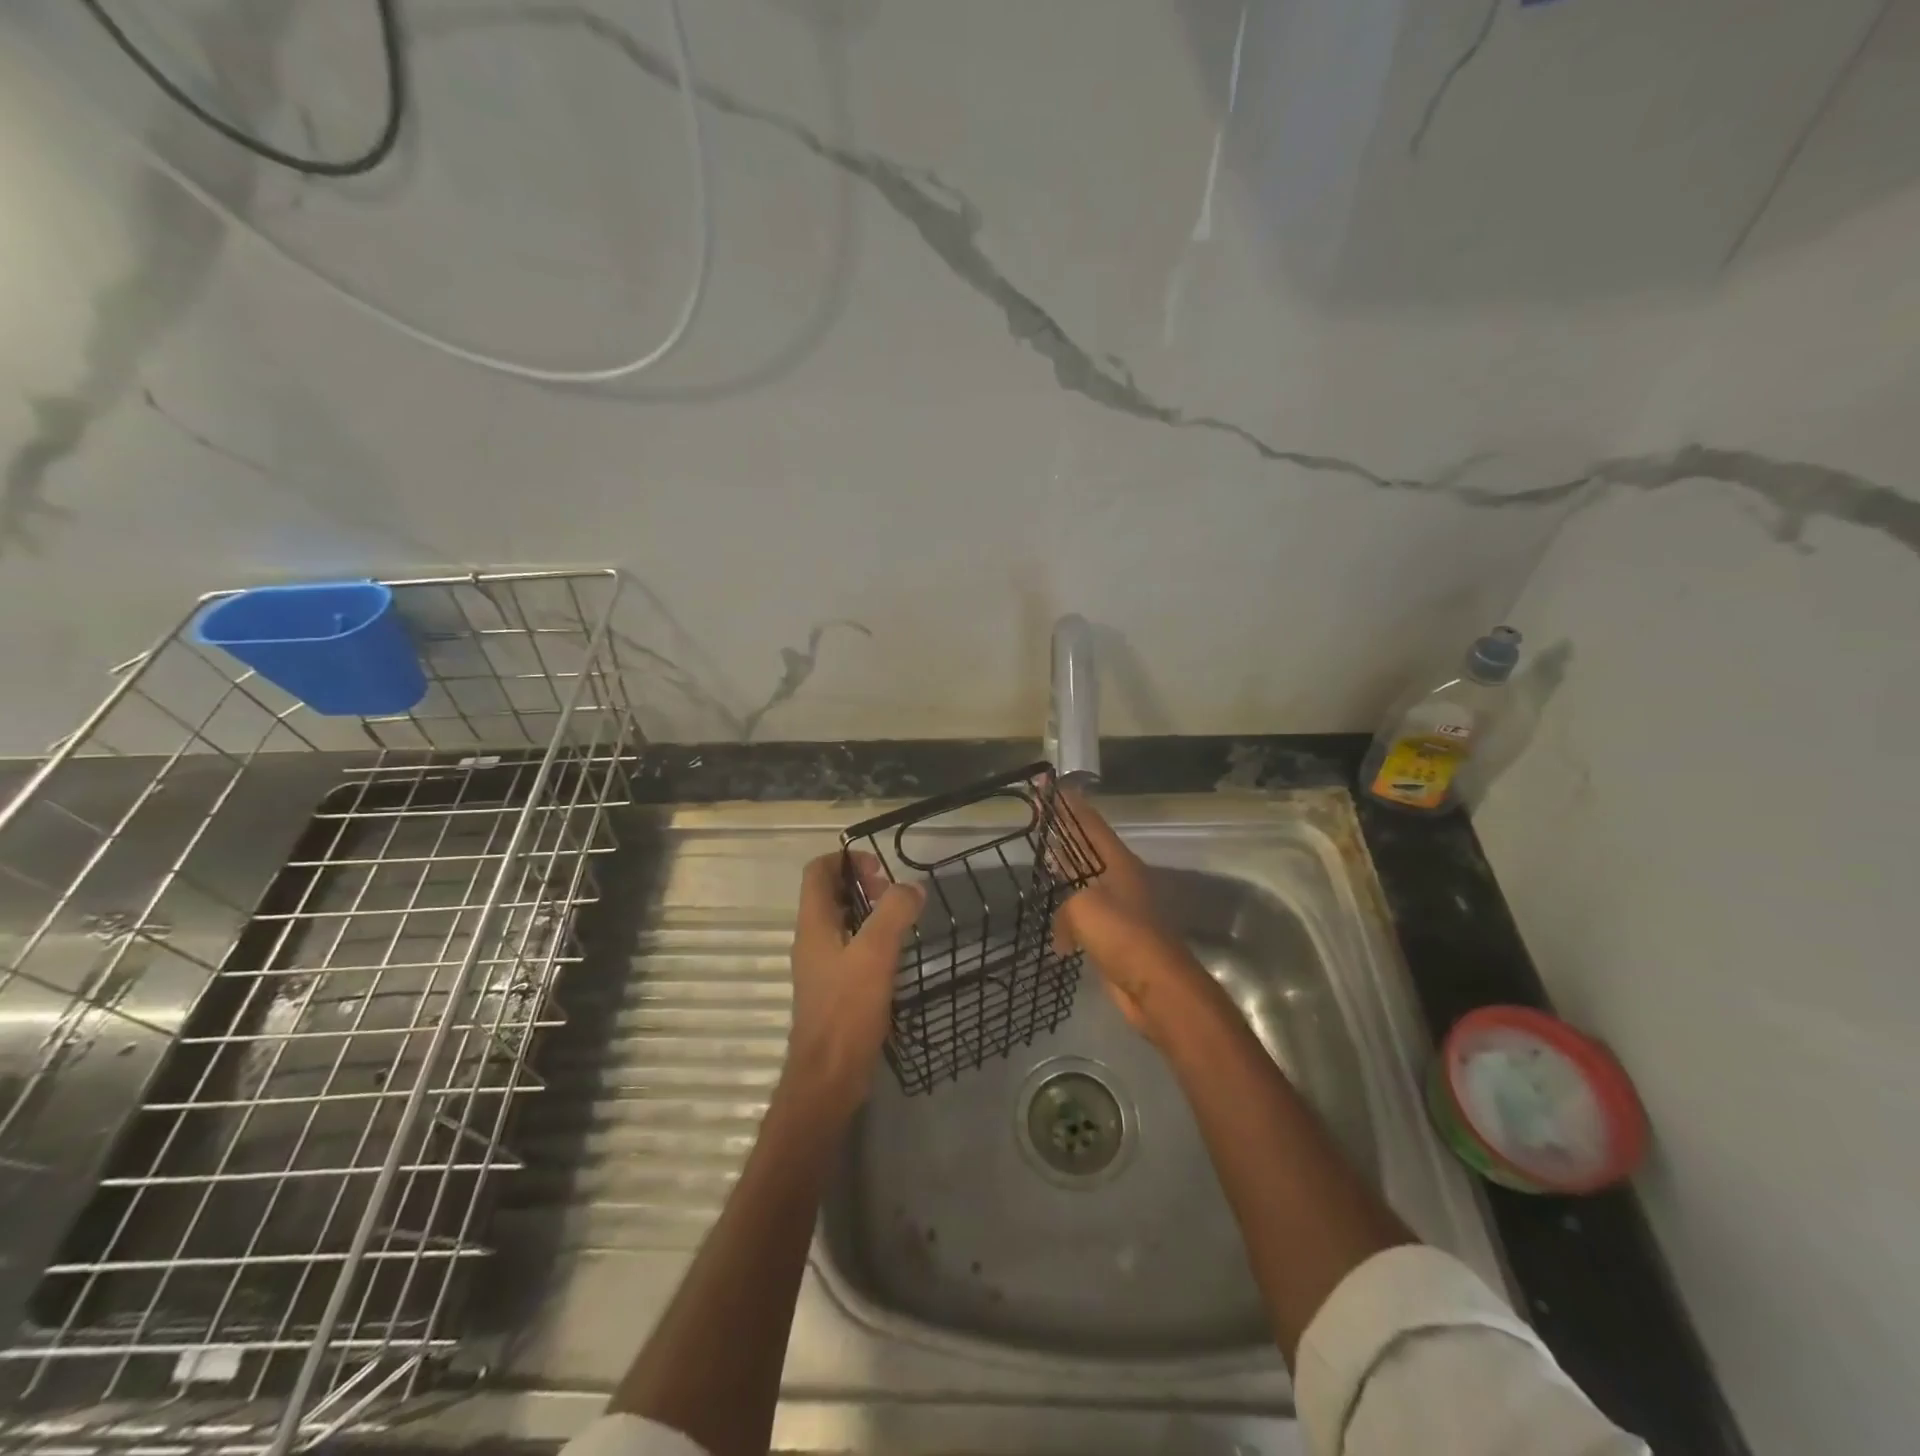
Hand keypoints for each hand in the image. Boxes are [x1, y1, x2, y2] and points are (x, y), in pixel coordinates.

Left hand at [785, 852, 924, 1115]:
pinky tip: (896, 955)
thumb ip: (893, 913)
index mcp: (813, 924)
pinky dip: (872, 941)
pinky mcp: (835, 989)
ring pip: (843, 922)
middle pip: (831, 894)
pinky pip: (852, 949)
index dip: (846, 859)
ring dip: (870, 913)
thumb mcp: (875, 953)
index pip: (818, 871)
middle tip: (895, 896)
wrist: (829, 1076)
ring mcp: (822, 966)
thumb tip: (911, 887)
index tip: (880, 869)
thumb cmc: (847, 1010)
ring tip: (902, 921)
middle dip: (863, 884)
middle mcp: (813, 940)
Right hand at [1054, 789, 1218, 1042]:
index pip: (1089, 823)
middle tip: (1040, 818)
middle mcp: (1121, 880)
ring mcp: (1121, 909)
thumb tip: (1062, 932)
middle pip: (1087, 848)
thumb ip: (1065, 907)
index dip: (1068, 803)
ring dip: (1066, 875)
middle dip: (1064, 833)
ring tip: (1043, 863)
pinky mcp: (1117, 938)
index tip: (1049, 785)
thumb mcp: (1084, 908)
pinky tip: (1054, 928)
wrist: (1157, 988)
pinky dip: (1069, 917)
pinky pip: (1085, 917)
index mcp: (1118, 863)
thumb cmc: (1123, 937)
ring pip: (1085, 883)